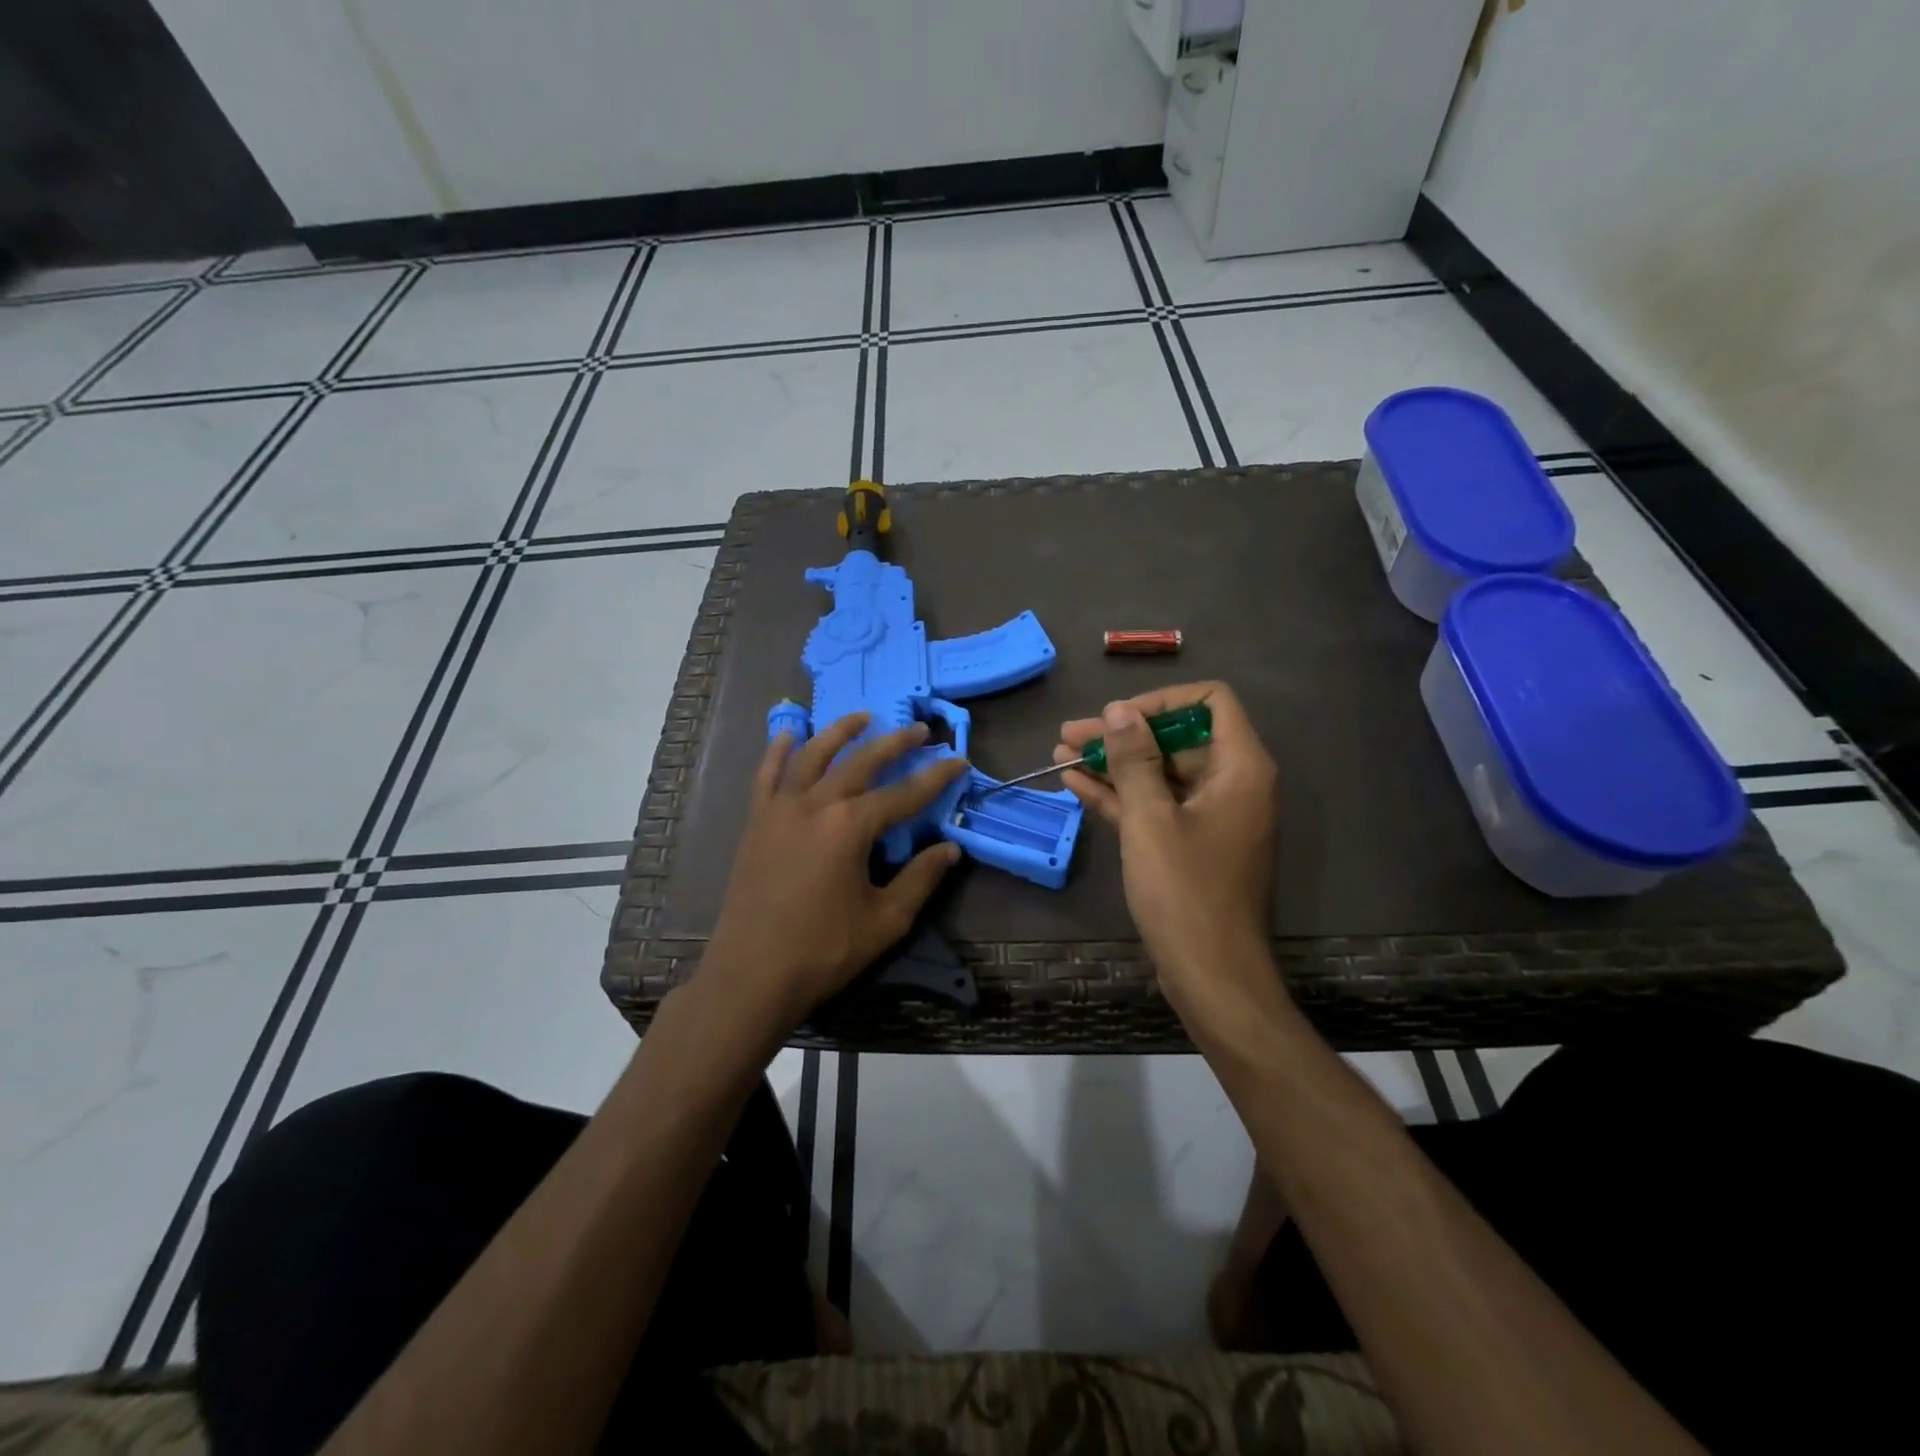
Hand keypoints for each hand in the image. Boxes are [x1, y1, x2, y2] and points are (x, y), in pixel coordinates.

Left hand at [703, 713, 969, 1032]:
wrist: (752, 974)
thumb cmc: (824, 950)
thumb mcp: (885, 920)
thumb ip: (920, 878)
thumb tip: (950, 848)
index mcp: (850, 827)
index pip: (904, 794)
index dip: (935, 777)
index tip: (958, 760)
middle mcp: (815, 804)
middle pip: (862, 762)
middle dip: (895, 743)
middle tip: (920, 730)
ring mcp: (780, 809)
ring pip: (813, 755)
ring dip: (840, 732)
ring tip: (862, 716)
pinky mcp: (756, 821)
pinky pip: (767, 774)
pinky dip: (779, 750)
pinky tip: (790, 733)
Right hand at [1056, 683, 1280, 1023]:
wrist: (1210, 975)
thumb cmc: (1185, 892)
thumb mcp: (1150, 819)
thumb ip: (1133, 760)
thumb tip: (1118, 710)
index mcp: (1240, 768)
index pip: (1211, 703)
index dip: (1161, 701)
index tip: (1117, 717)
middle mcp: (1232, 784)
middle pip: (1177, 738)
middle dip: (1122, 734)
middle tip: (1070, 735)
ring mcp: (1210, 815)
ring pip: (1160, 773)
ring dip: (1113, 763)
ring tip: (1061, 753)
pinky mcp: (1190, 843)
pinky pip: (1156, 805)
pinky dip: (1120, 795)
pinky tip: (1075, 784)